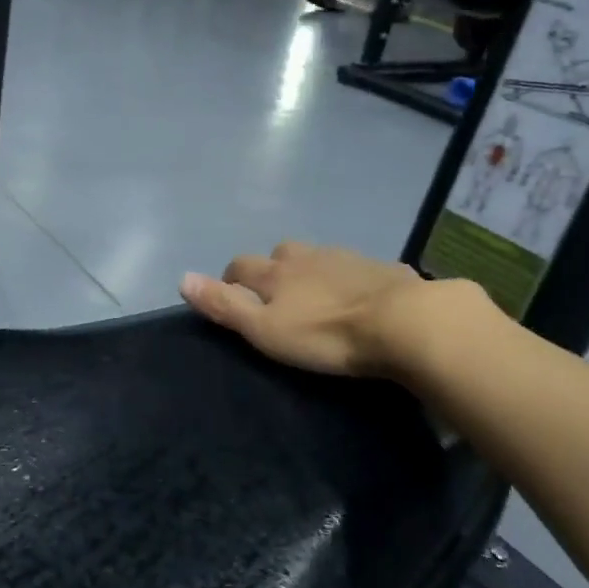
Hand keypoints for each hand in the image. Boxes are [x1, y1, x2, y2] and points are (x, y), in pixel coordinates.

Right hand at [180, 240, 489, 381]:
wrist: (406, 323)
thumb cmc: (326, 334)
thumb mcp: (265, 329)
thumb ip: (225, 305)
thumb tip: (182, 278)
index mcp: (277, 272)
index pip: (241, 266)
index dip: (231, 279)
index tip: (232, 298)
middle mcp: (307, 257)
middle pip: (280, 254)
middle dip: (272, 270)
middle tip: (277, 298)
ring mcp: (347, 258)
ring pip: (318, 259)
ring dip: (310, 273)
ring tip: (316, 298)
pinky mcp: (382, 269)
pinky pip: (355, 269)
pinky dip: (348, 280)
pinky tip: (358, 299)